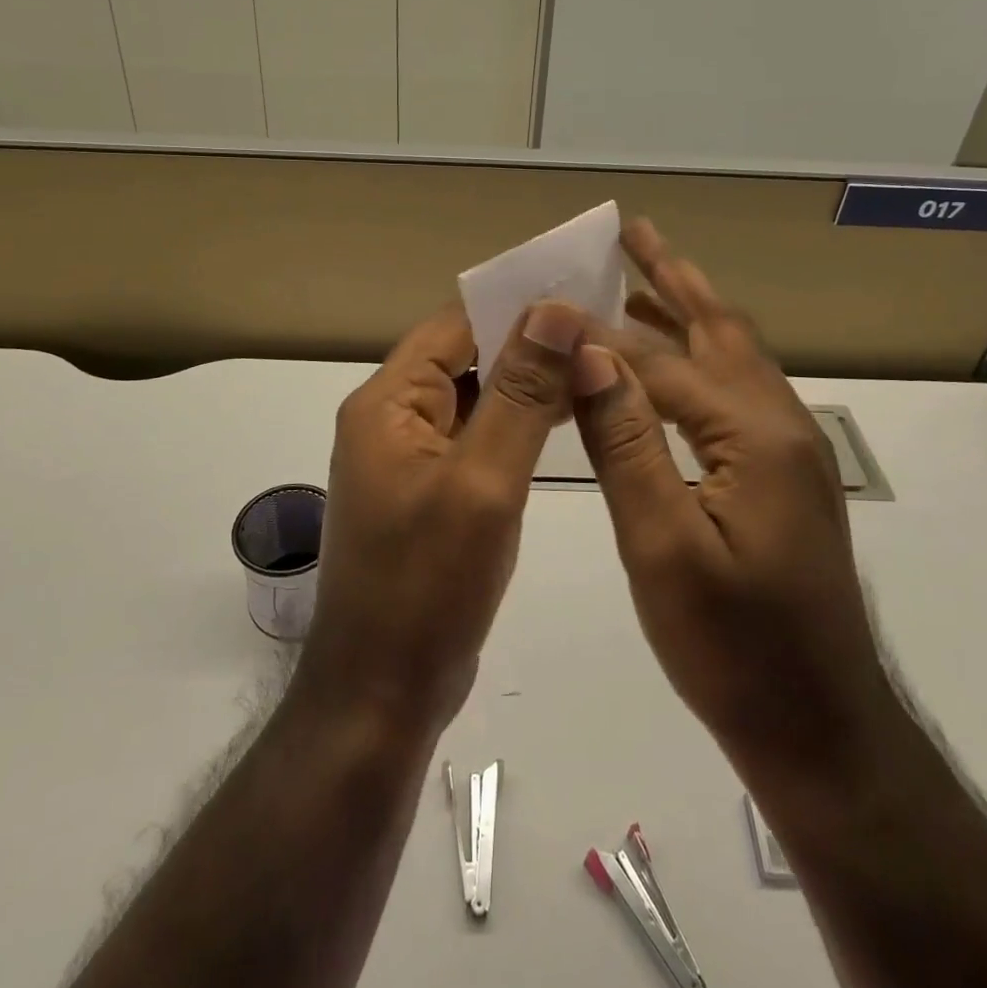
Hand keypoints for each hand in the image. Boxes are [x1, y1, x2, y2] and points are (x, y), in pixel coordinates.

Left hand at [302, 300, 584, 736]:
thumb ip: (519, 393)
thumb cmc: (428, 585)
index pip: (454, 326)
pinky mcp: (428, 493)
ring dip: (524, 385)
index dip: (514, 307)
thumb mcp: (483, 481)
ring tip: (594, 368)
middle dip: (527, 345)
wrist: (383, 693)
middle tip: (602, 331)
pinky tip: (562, 423)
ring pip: (473, 399)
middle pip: (463, 358)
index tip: (580, 294)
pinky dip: (514, 426)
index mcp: (388, 403)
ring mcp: (408, 458)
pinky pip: (474, 439)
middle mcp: (391, 419)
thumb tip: (552, 310)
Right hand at [570, 219, 897, 777]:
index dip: (601, 333)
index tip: (550, 301)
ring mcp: (788, 449)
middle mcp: (780, 424)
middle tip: (631, 231)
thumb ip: (626, 440)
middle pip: (718, 329)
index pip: (661, 361)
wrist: (819, 727)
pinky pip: (735, 392)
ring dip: (689, 310)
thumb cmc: (733, 646)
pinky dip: (698, 358)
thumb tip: (589, 354)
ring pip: (732, 357)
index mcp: (754, 433)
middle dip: (672, 276)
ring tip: (643, 275)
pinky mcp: (783, 475)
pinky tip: (669, 366)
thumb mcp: (663, 543)